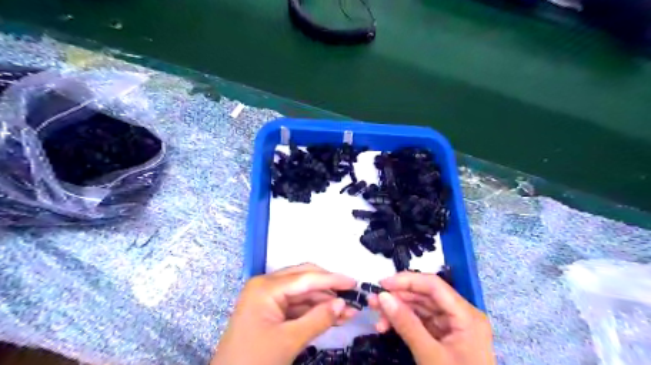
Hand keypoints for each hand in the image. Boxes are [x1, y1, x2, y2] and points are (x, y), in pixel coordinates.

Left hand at [212, 263, 354, 364]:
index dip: (332, 279)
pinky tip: (333, 316)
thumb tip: (343, 303)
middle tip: (352, 294)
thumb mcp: (289, 340)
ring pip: (303, 293)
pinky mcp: (270, 311)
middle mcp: (267, 286)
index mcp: (266, 287)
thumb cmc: (254, 361)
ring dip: (324, 301)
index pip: (306, 278)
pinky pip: (296, 306)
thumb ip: (318, 319)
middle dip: (329, 288)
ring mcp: (268, 298)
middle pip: (304, 279)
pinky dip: (314, 311)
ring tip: (349, 310)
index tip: (354, 282)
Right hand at [365, 271, 493, 364]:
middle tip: (373, 301)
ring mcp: (453, 326)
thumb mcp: (430, 356)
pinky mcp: (444, 337)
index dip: (407, 281)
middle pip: (426, 296)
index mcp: (466, 315)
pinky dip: (404, 323)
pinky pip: (421, 322)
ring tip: (376, 314)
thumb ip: (406, 324)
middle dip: (398, 297)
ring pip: (421, 308)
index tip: (382, 284)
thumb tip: (382, 296)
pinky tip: (386, 327)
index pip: (434, 286)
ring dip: (397, 310)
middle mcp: (461, 314)